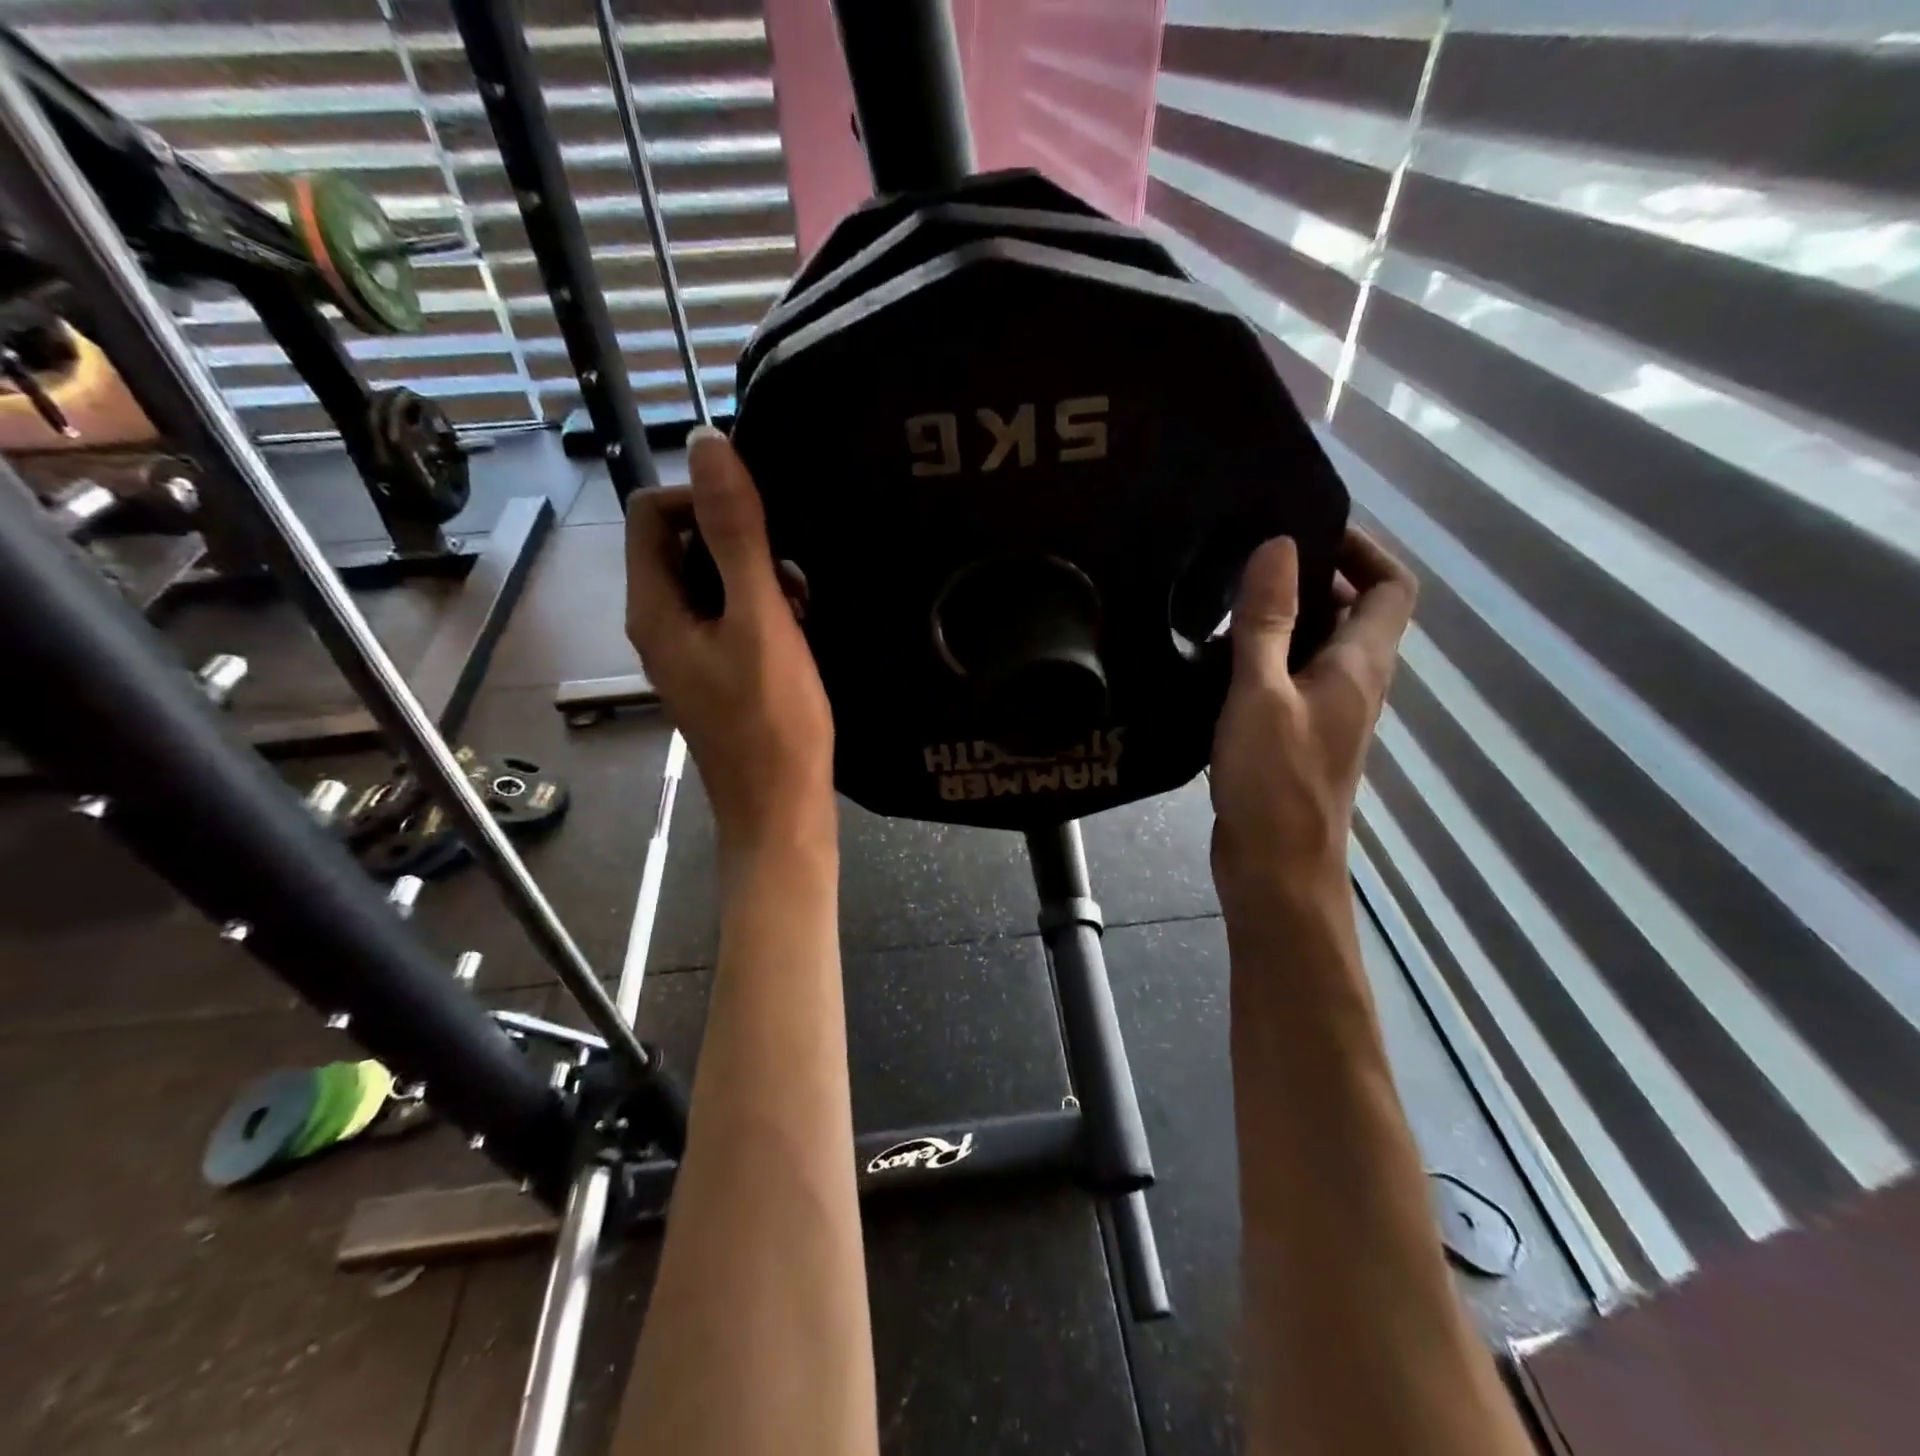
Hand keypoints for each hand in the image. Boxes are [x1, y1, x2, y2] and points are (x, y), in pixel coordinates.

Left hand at [625, 428, 834, 855]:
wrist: (781, 809)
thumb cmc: (773, 720)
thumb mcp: (759, 620)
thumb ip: (736, 535)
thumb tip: (708, 443)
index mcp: (653, 607)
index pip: (650, 512)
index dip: (702, 500)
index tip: (760, 526)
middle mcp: (659, 624)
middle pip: (681, 544)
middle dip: (737, 542)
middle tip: (788, 575)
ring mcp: (688, 651)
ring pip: (711, 581)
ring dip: (756, 576)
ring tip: (800, 605)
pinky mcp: (717, 672)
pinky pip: (730, 616)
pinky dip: (762, 609)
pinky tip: (799, 630)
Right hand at [1209, 526, 1416, 911]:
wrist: (1276, 869)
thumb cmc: (1274, 783)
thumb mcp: (1262, 694)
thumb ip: (1268, 622)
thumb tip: (1279, 545)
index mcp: (1360, 666)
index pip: (1390, 587)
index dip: (1362, 550)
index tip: (1306, 531)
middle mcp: (1352, 683)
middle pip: (1352, 612)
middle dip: (1309, 579)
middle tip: (1246, 565)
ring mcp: (1324, 712)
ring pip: (1314, 646)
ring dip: (1279, 620)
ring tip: (1220, 604)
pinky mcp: (1294, 735)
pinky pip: (1287, 677)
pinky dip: (1261, 658)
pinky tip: (1213, 659)